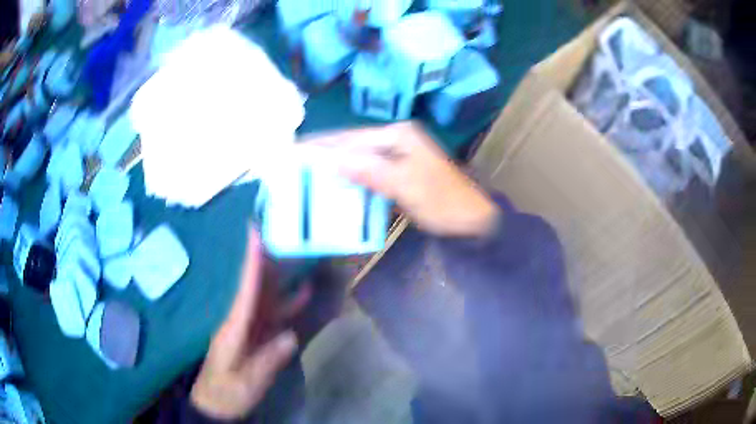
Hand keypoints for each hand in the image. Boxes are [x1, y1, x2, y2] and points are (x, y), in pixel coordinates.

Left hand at [191, 228, 309, 419]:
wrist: (216, 403)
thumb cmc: (227, 393)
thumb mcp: (247, 383)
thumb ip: (267, 360)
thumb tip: (289, 336)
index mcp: (234, 329)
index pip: (245, 290)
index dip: (252, 262)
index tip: (255, 233)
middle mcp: (241, 321)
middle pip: (255, 285)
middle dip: (266, 258)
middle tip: (281, 231)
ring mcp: (249, 328)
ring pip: (266, 296)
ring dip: (281, 276)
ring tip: (298, 255)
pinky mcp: (256, 335)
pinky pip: (273, 313)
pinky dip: (288, 302)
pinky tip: (303, 294)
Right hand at [303, 122, 498, 237]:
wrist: (472, 220)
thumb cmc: (441, 201)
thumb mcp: (404, 184)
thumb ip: (367, 169)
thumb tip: (329, 158)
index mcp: (398, 135)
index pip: (351, 137)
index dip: (323, 145)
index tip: (295, 150)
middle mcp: (397, 138)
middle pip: (353, 144)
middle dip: (326, 152)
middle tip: (296, 160)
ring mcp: (399, 154)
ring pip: (359, 156)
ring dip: (337, 163)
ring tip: (309, 171)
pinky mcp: (400, 171)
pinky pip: (369, 170)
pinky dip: (352, 175)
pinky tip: (337, 182)